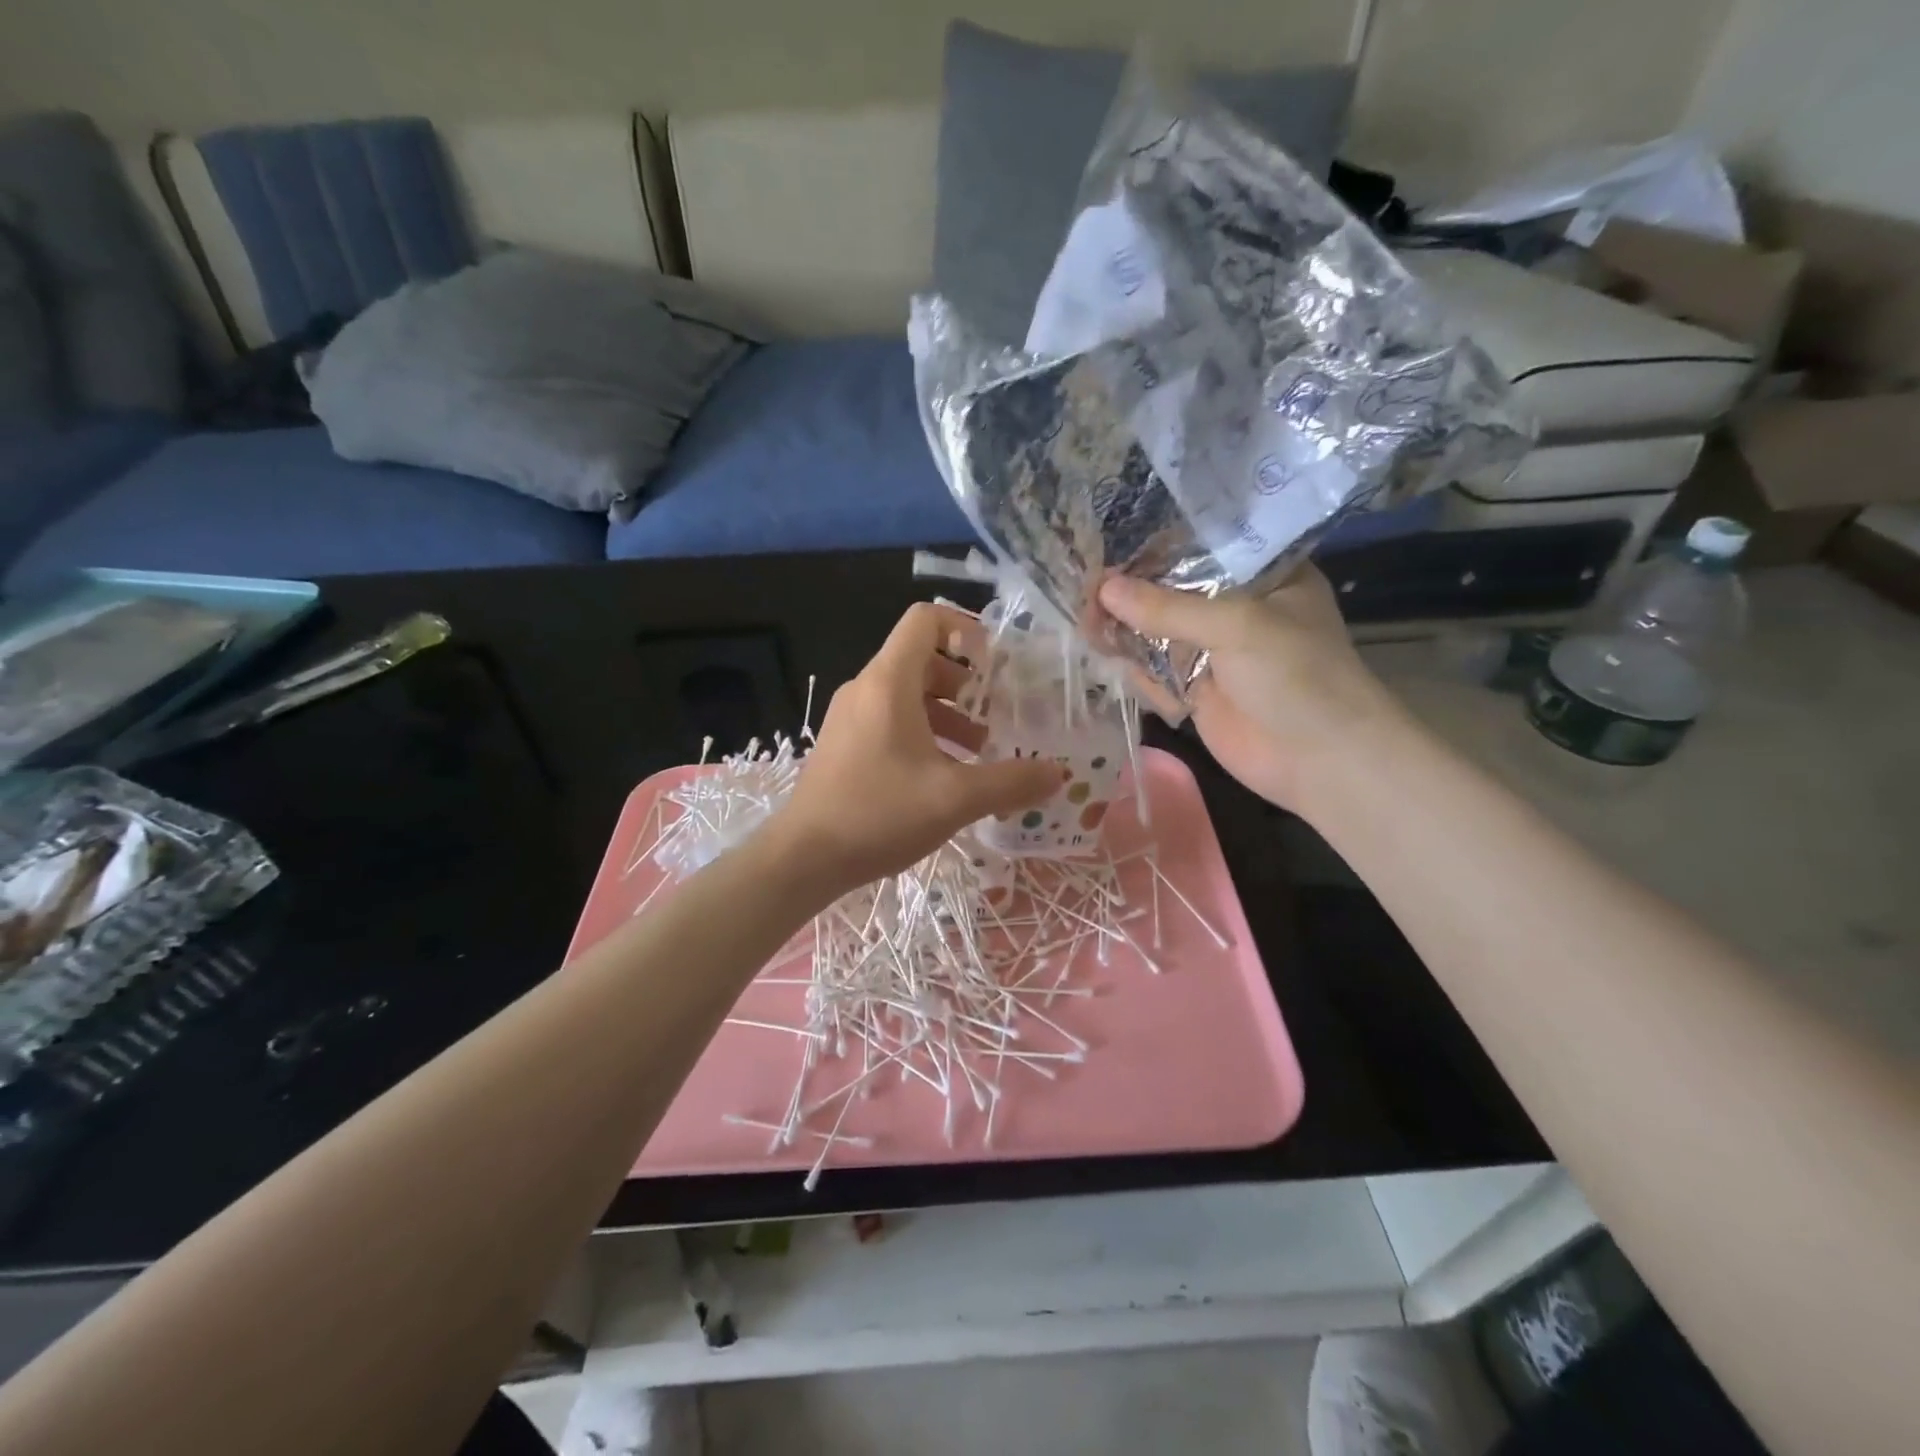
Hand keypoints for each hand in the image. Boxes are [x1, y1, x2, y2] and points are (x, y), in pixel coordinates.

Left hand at [765, 603, 1062, 900]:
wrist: (803, 858)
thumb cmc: (879, 813)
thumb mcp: (955, 798)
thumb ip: (1011, 783)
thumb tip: (1058, 774)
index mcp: (888, 682)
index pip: (925, 620)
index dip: (965, 628)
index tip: (995, 665)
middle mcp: (866, 688)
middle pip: (921, 658)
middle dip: (965, 681)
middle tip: (996, 712)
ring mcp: (850, 717)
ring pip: (907, 694)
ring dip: (947, 712)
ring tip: (979, 749)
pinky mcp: (845, 744)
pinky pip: (890, 720)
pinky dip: (924, 732)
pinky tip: (944, 774)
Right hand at [1098, 567, 1408, 812]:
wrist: (1321, 762)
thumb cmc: (1296, 675)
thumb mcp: (1236, 625)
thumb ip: (1167, 608)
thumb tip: (1103, 588)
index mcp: (1264, 576)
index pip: (1202, 549)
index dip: (1156, 548)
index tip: (1110, 546)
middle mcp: (1238, 608)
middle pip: (1172, 594)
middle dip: (1131, 594)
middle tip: (1088, 592)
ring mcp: (1216, 653)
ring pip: (1158, 634)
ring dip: (1125, 631)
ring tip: (1087, 625)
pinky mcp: (1198, 692)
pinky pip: (1156, 672)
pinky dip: (1135, 668)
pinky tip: (1111, 659)